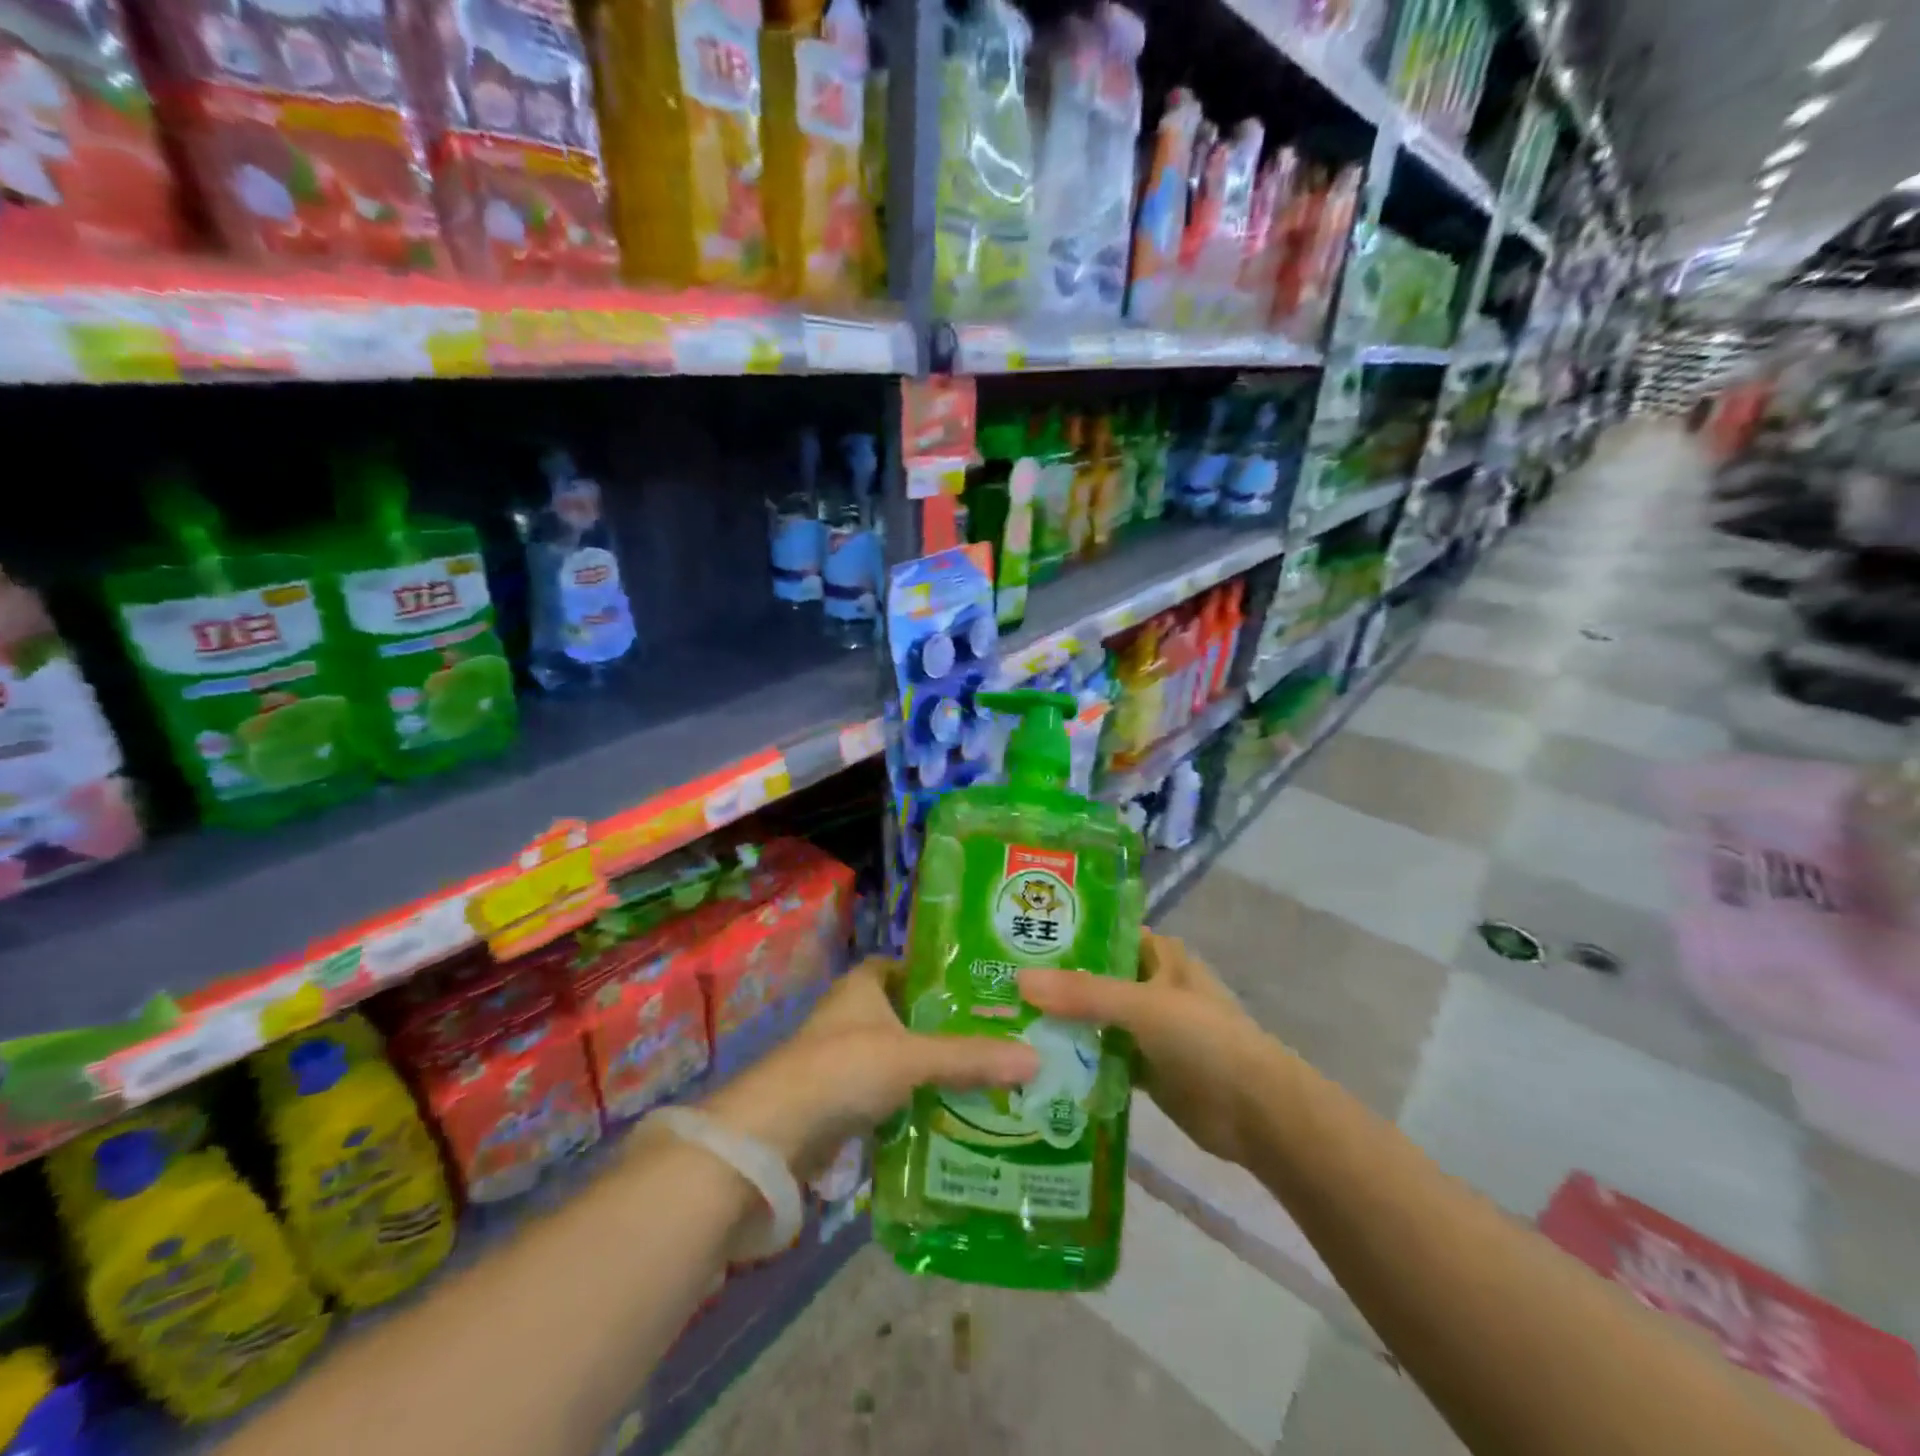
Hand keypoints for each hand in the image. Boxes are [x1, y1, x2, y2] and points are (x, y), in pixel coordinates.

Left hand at [701, 957, 1038, 1176]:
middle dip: (942, 1026)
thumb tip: (1034, 1059)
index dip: (935, 973)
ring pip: (897, 1057)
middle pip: (905, 1014)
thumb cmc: (844, 1068)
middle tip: (994, 1036)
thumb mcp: (914, 1057)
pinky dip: (912, 1102)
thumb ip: (970, 1058)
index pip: (903, 966)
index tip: (976, 988)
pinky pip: (886, 1094)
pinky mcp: (838, 1100)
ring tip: (983, 1076)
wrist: (776, 1133)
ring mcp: (841, 1059)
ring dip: (929, 1068)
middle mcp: (850, 1015)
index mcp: (862, 985)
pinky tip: (948, 1114)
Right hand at [1021, 931, 1269, 1167]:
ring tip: (1004, 1021)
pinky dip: (1076, 1060)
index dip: (1064, 934)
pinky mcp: (1144, 1068)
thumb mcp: (1143, 1006)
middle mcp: (1150, 985)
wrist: (1256, 1113)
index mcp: (1158, 955)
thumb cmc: (1205, 1040)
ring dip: (1060, 1023)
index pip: (1102, 934)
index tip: (1015, 937)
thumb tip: (1019, 981)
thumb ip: (1083, 993)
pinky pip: (1101, 1057)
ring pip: (1094, 1018)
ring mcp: (1147, 1028)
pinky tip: (1035, 1063)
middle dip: (1053, 983)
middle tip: (996, 984)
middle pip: (1093, 978)